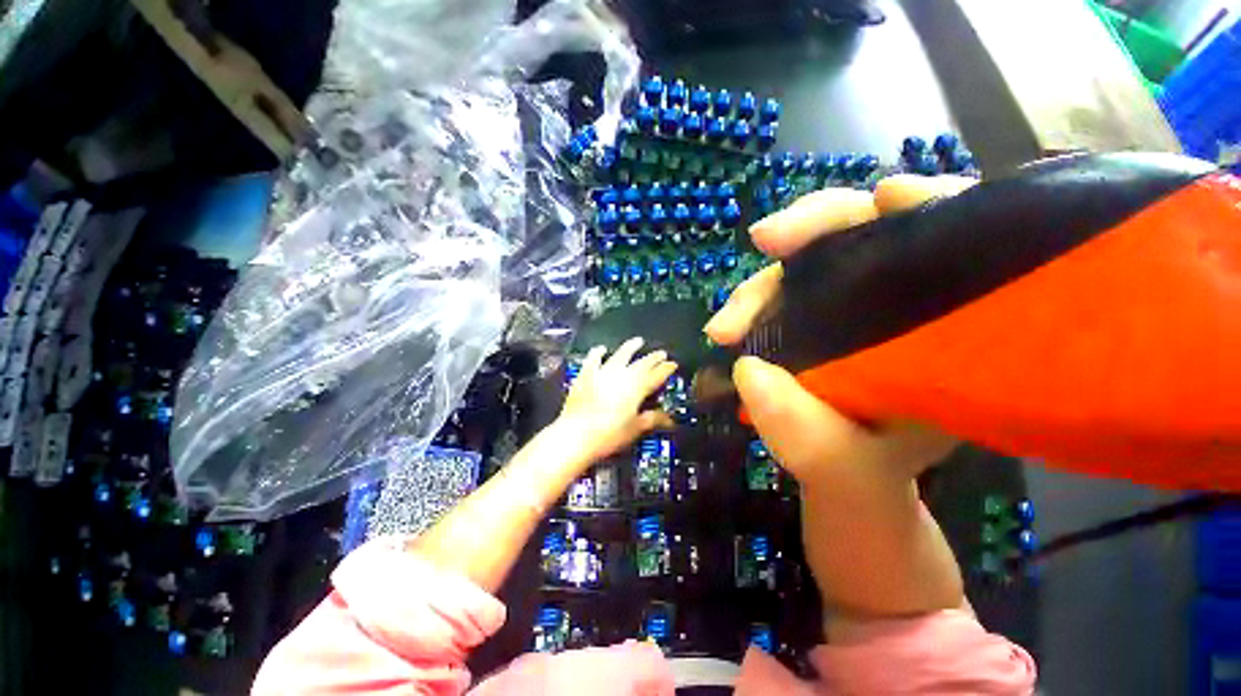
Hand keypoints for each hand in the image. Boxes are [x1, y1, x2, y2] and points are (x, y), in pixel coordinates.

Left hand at [556, 337, 677, 465]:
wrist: (576, 435)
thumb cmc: (609, 434)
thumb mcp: (634, 429)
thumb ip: (652, 420)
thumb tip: (668, 419)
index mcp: (637, 388)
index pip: (657, 374)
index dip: (666, 368)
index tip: (673, 364)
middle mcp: (622, 375)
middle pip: (642, 362)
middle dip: (653, 357)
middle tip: (661, 353)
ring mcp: (603, 372)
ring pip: (620, 355)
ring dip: (630, 347)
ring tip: (637, 341)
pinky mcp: (586, 374)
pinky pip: (593, 359)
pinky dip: (598, 352)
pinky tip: (601, 349)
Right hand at [705, 175, 977, 482]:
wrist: (844, 474)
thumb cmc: (865, 469)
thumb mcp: (849, 465)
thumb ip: (806, 432)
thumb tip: (747, 370)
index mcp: (948, 330)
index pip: (963, 240)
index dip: (934, 205)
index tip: (887, 199)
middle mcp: (905, 300)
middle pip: (871, 228)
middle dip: (815, 226)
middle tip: (764, 240)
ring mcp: (854, 300)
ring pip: (812, 258)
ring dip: (763, 283)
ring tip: (723, 328)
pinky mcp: (816, 309)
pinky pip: (785, 285)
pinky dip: (755, 299)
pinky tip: (731, 324)